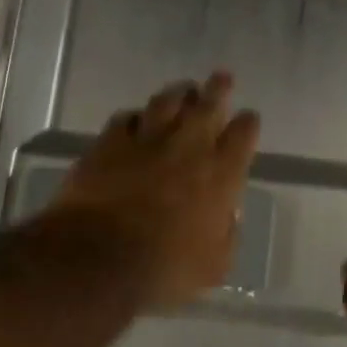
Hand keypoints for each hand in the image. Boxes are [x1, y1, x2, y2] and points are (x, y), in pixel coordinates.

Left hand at [52, 71, 260, 311]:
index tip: (248, 118)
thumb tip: (227, 215)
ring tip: (183, 90)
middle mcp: (189, 147)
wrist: (98, 257)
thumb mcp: (214, 266)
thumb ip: (227, 235)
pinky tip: (135, 119)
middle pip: (208, 105)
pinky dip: (135, 116)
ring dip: (178, 94)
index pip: (243, 135)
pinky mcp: (109, 143)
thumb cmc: (164, 268)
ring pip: (166, 102)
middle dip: (218, 89)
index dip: (248, 123)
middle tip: (222, 78)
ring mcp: (146, 140)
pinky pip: (126, 118)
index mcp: (221, 174)